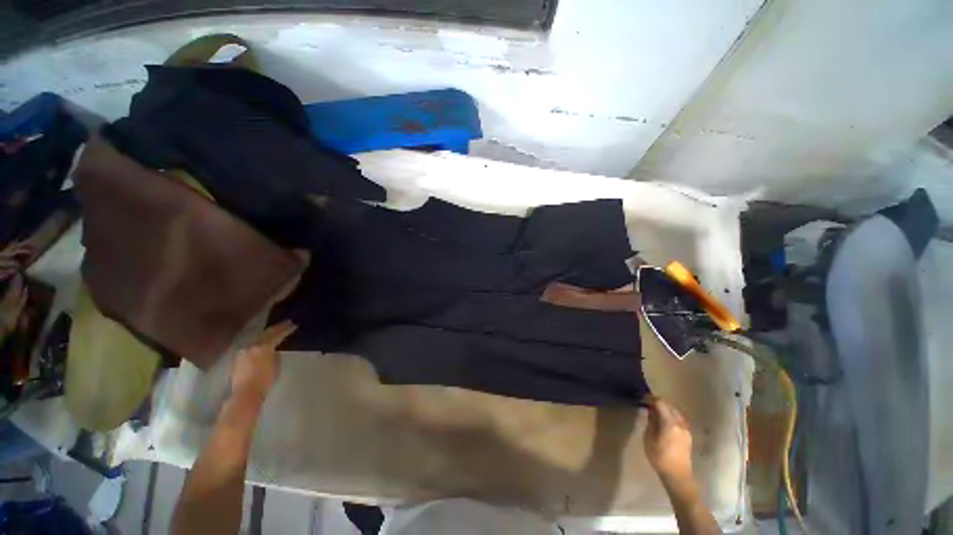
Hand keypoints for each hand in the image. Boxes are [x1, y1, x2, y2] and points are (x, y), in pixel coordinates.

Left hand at [230, 321, 296, 402]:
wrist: (246, 393)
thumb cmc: (265, 380)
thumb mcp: (276, 365)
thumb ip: (275, 354)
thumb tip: (274, 350)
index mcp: (263, 346)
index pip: (277, 334)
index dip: (286, 329)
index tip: (294, 325)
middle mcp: (252, 346)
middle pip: (266, 334)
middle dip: (277, 328)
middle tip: (286, 323)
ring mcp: (244, 351)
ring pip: (258, 339)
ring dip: (267, 335)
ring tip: (275, 332)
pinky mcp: (239, 358)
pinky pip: (252, 345)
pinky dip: (260, 342)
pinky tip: (263, 343)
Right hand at [642, 396, 693, 483]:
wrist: (678, 476)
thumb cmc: (660, 457)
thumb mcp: (649, 438)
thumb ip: (650, 422)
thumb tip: (650, 411)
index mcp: (670, 422)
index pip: (660, 403)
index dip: (650, 399)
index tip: (641, 399)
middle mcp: (680, 423)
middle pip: (669, 405)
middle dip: (658, 402)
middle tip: (647, 404)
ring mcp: (686, 429)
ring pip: (675, 411)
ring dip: (665, 408)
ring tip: (655, 412)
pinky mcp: (688, 435)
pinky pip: (679, 419)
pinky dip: (671, 415)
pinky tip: (664, 421)